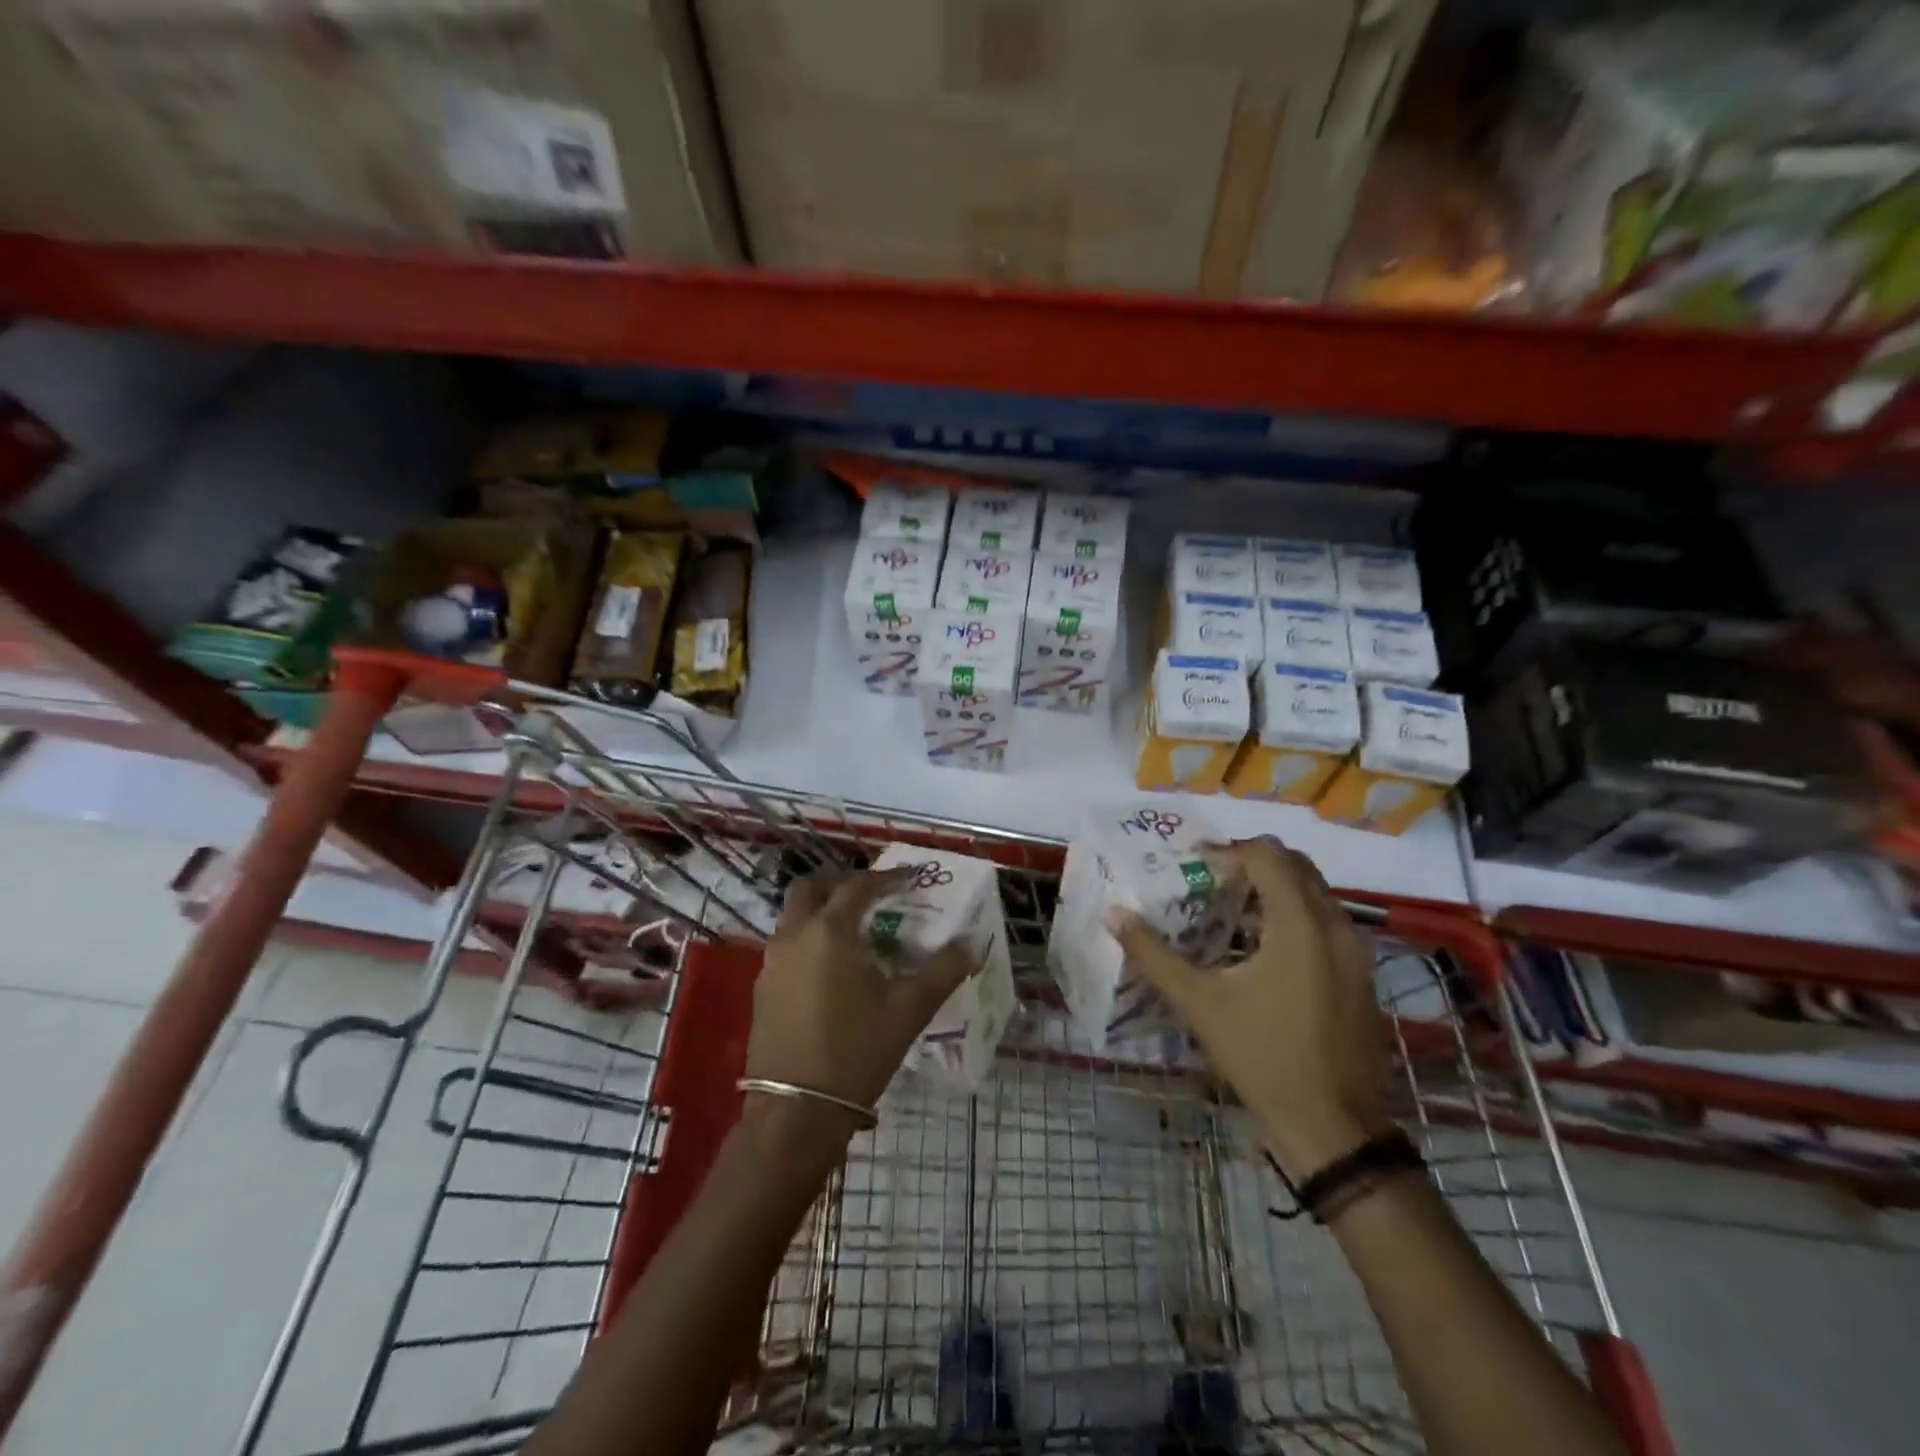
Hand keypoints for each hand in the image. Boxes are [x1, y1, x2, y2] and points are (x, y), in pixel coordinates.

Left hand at [745, 869, 972, 1135]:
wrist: (796, 1112)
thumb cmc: (857, 1052)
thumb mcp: (909, 1011)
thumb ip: (943, 971)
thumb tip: (970, 945)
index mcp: (830, 931)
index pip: (858, 886)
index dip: (887, 878)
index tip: (910, 879)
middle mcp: (794, 936)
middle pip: (811, 889)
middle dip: (841, 884)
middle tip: (872, 897)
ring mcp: (771, 964)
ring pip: (794, 918)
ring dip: (822, 912)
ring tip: (856, 934)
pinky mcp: (762, 990)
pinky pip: (786, 947)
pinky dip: (809, 941)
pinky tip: (832, 971)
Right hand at [1108, 838, 1392, 1179]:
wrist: (1334, 1128)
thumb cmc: (1264, 1057)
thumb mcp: (1200, 1003)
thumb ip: (1154, 954)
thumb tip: (1114, 915)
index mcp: (1300, 923)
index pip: (1267, 855)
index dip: (1227, 852)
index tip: (1194, 868)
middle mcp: (1336, 925)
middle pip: (1295, 865)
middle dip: (1251, 864)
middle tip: (1210, 883)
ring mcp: (1355, 951)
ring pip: (1313, 893)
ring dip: (1273, 890)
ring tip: (1228, 913)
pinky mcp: (1360, 974)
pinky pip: (1325, 922)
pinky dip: (1292, 916)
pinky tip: (1258, 950)